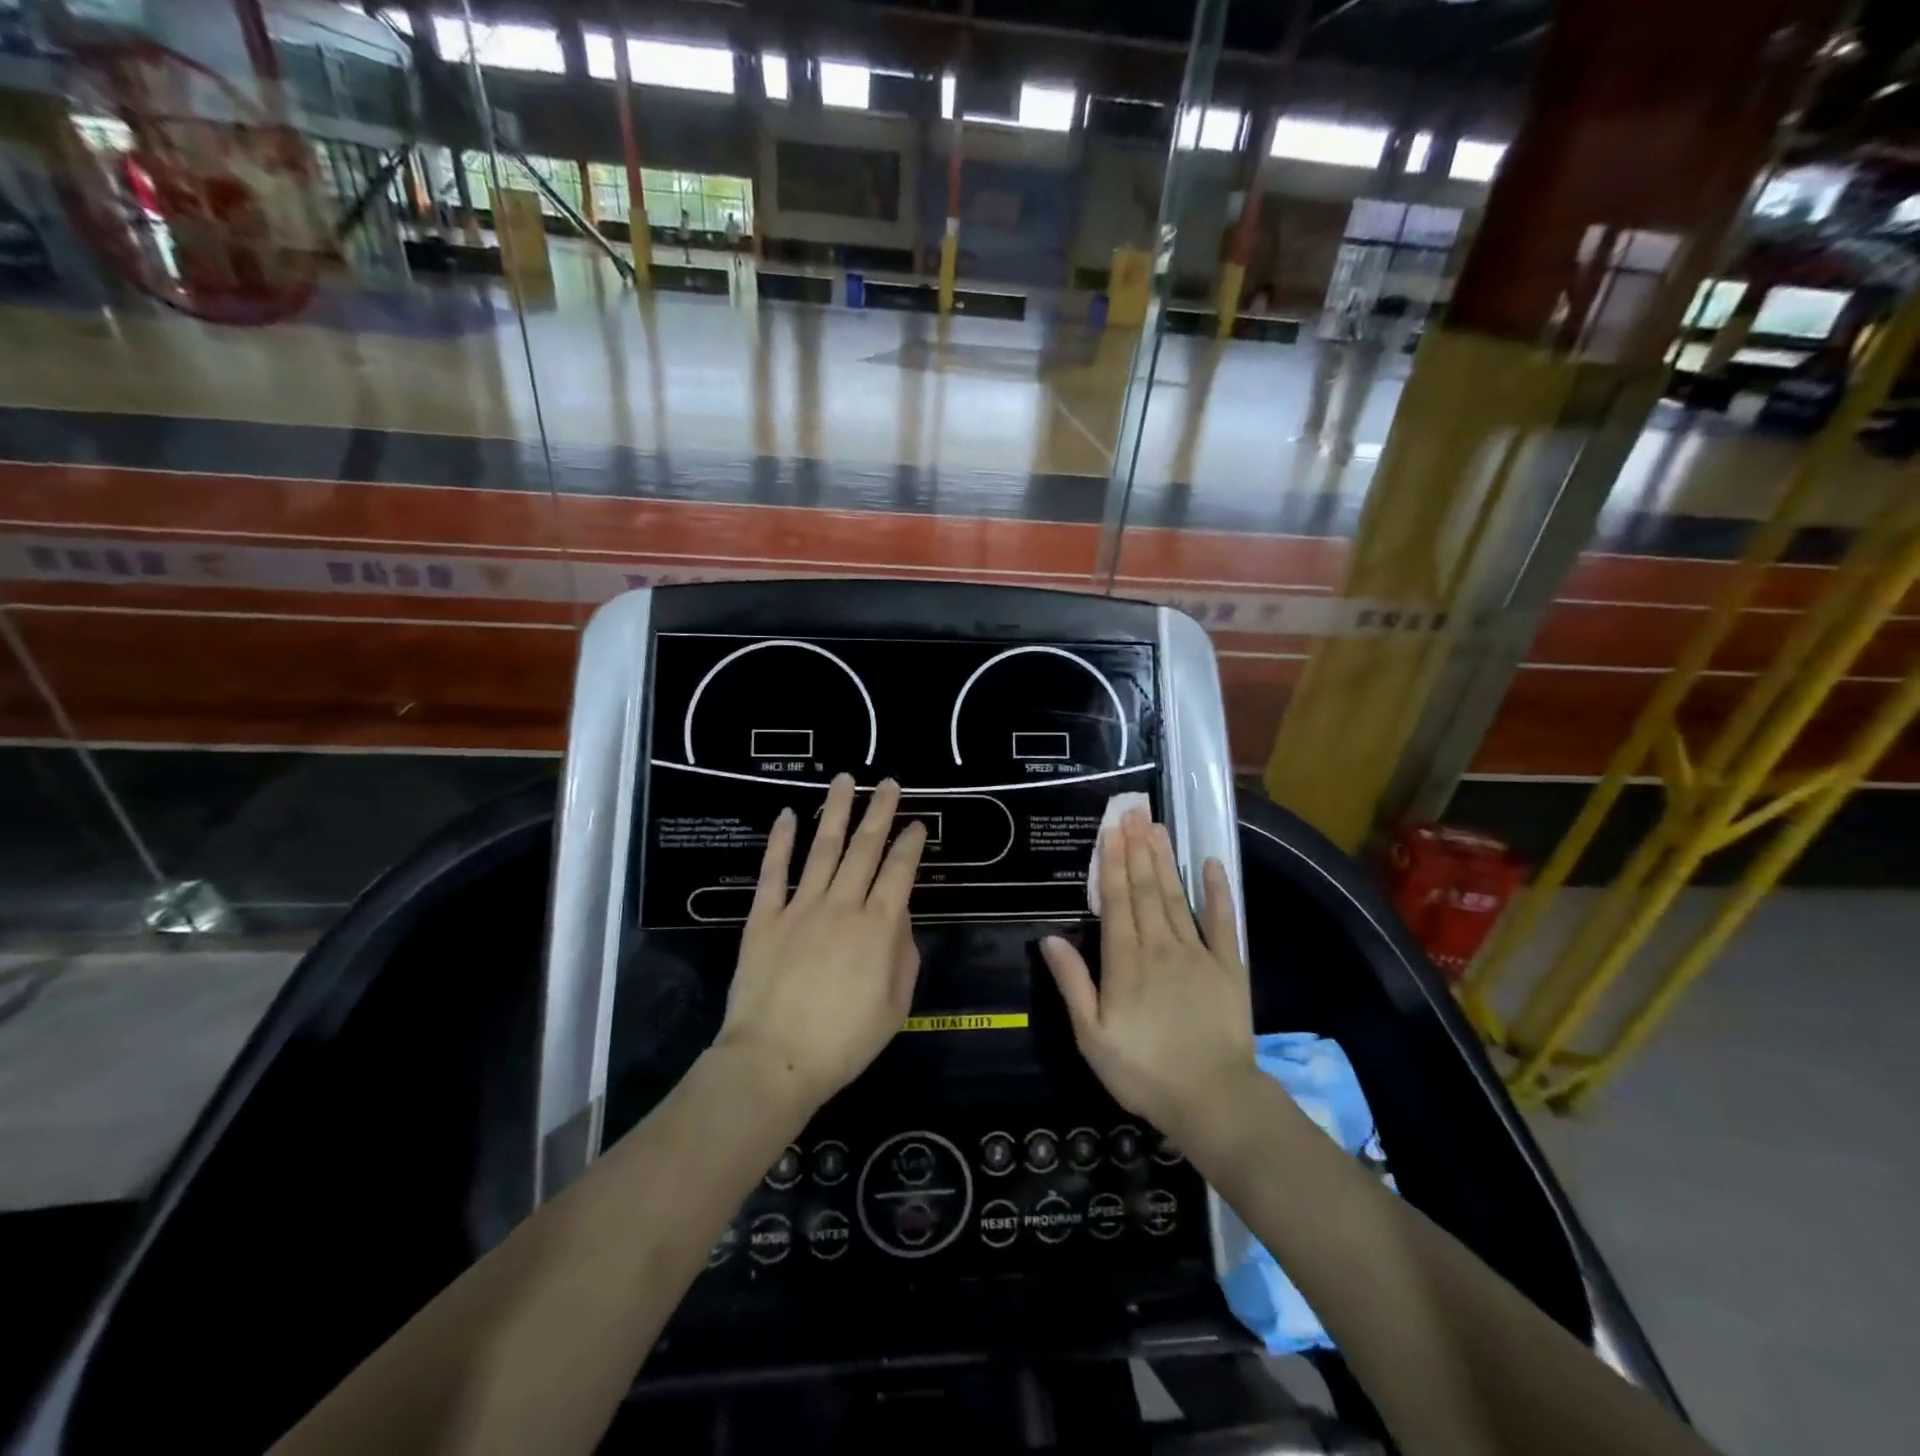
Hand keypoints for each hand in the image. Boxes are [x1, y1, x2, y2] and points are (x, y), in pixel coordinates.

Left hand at [716, 774, 927, 1110]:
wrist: (774, 1060)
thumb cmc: (844, 1042)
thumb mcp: (896, 1007)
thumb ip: (903, 955)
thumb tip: (898, 918)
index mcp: (879, 927)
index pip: (900, 871)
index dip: (911, 843)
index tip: (918, 824)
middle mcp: (843, 905)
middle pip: (865, 848)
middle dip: (880, 812)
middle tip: (889, 783)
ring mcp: (801, 907)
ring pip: (822, 848)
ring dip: (835, 811)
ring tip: (845, 780)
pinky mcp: (765, 917)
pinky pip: (773, 872)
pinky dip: (780, 841)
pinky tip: (787, 815)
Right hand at [1040, 806, 1254, 1139]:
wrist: (1213, 1100)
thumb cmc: (1143, 1071)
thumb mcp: (1092, 1036)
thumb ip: (1072, 983)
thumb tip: (1049, 938)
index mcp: (1125, 962)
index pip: (1117, 902)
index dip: (1113, 863)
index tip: (1111, 830)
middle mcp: (1160, 947)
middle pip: (1147, 890)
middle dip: (1137, 849)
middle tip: (1133, 812)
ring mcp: (1198, 954)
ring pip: (1177, 897)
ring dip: (1166, 860)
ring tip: (1157, 827)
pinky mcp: (1229, 967)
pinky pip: (1224, 922)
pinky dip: (1218, 892)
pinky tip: (1213, 864)